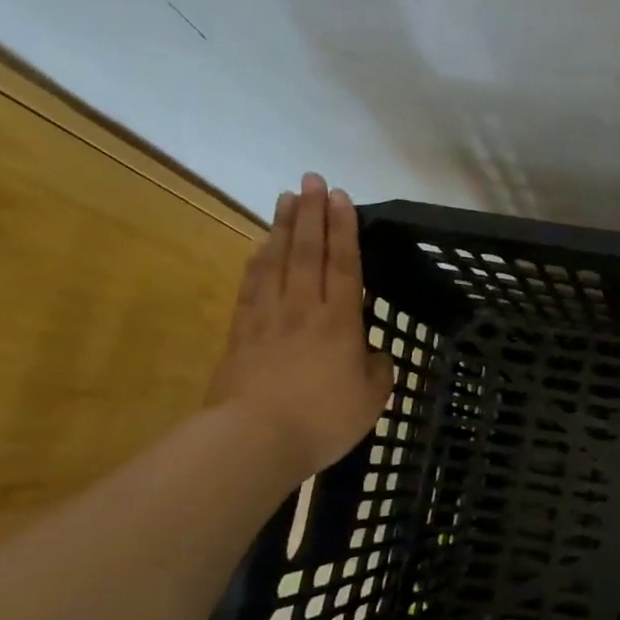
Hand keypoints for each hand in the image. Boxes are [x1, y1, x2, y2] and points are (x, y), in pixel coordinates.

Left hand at [207, 174, 393, 479]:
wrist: (253, 441)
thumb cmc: (322, 420)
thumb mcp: (371, 400)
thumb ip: (378, 370)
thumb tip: (372, 353)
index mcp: (340, 322)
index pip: (343, 265)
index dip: (344, 229)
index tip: (341, 198)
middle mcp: (303, 309)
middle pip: (308, 251)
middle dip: (312, 213)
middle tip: (312, 179)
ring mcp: (268, 318)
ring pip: (276, 261)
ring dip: (283, 226)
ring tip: (286, 197)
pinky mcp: (241, 334)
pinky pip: (251, 287)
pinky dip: (257, 261)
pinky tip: (259, 246)